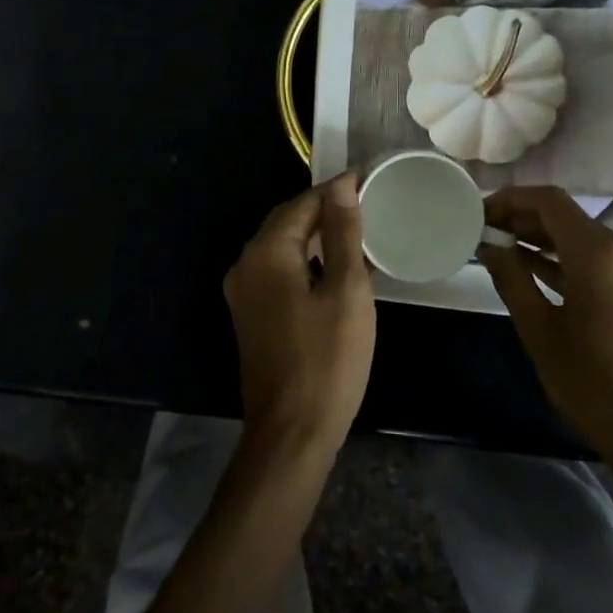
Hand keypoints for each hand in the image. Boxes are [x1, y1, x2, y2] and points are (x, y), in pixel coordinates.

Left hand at [223, 175, 376, 454]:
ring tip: (357, 230)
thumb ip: (343, 234)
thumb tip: (341, 187)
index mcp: (266, 253)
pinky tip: (335, 268)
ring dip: (316, 236)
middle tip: (367, 203)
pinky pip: (278, 271)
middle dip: (324, 210)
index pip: (302, 204)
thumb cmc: (327, 359)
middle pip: (287, 222)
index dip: (336, 190)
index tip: (369, 180)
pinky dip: (306, 261)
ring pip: (282, 247)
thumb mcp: (346, 291)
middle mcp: (246, 265)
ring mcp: (243, 293)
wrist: (291, 431)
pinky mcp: (251, 315)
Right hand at [478, 186, 612, 461]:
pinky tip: (529, 263)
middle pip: (566, 215)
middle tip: (482, 229)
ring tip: (498, 245)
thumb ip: (511, 277)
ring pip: (580, 234)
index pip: (549, 201)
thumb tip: (488, 244)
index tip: (479, 211)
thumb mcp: (539, 329)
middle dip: (522, 218)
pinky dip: (564, 257)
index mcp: (600, 254)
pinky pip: (596, 256)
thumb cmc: (591, 383)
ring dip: (541, 237)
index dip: (510, 199)